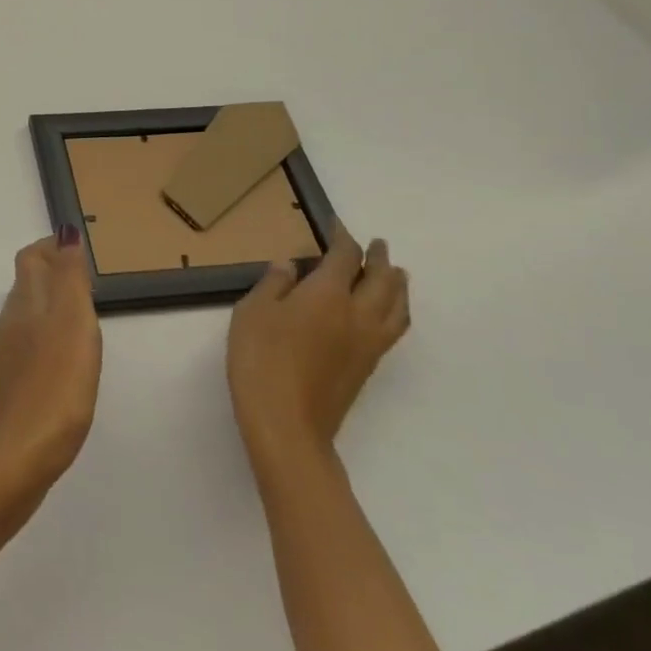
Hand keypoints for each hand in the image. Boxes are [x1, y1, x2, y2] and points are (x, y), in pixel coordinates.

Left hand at [0, 228, 101, 493]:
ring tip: (84, 317)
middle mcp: (10, 323)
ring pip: (28, 315)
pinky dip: (49, 338)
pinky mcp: (11, 386)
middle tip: (88, 280)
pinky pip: (30, 347)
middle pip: (28, 285)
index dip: (51, 247)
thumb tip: (65, 233)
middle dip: (54, 274)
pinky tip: (67, 361)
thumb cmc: (53, 386)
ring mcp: (6, 357)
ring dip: (52, 306)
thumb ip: (70, 278)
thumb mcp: (72, 324)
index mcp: (25, 304)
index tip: (79, 248)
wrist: (15, 458)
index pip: (31, 259)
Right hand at [227, 230, 409, 472]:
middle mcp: (357, 314)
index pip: (346, 257)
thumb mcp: (253, 312)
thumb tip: (290, 266)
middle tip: (377, 245)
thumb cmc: (262, 359)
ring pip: (397, 306)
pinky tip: (384, 313)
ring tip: (395, 274)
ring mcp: (368, 343)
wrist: (287, 423)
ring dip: (398, 285)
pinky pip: (394, 328)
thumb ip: (274, 284)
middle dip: (380, 259)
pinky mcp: (368, 367)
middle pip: (382, 280)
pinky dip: (396, 310)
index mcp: (328, 294)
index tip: (337, 226)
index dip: (344, 237)